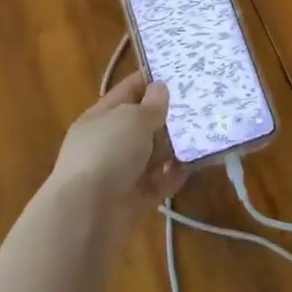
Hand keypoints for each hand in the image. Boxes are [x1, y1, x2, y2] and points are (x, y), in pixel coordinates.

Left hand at [47, 73, 185, 244]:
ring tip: (206, 131)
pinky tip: (197, 163)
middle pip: (142, 123)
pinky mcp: (134, 201)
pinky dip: (175, 174)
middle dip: (168, 115)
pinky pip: (159, 182)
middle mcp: (109, 143)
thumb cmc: (107, 154)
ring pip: (152, 154)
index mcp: (101, 117)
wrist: (86, 218)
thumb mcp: (132, 119)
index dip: (151, 80)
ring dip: (174, 145)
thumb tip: (160, 89)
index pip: (128, 90)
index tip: (181, 73)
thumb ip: (151, 105)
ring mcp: (120, 173)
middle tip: (202, 102)